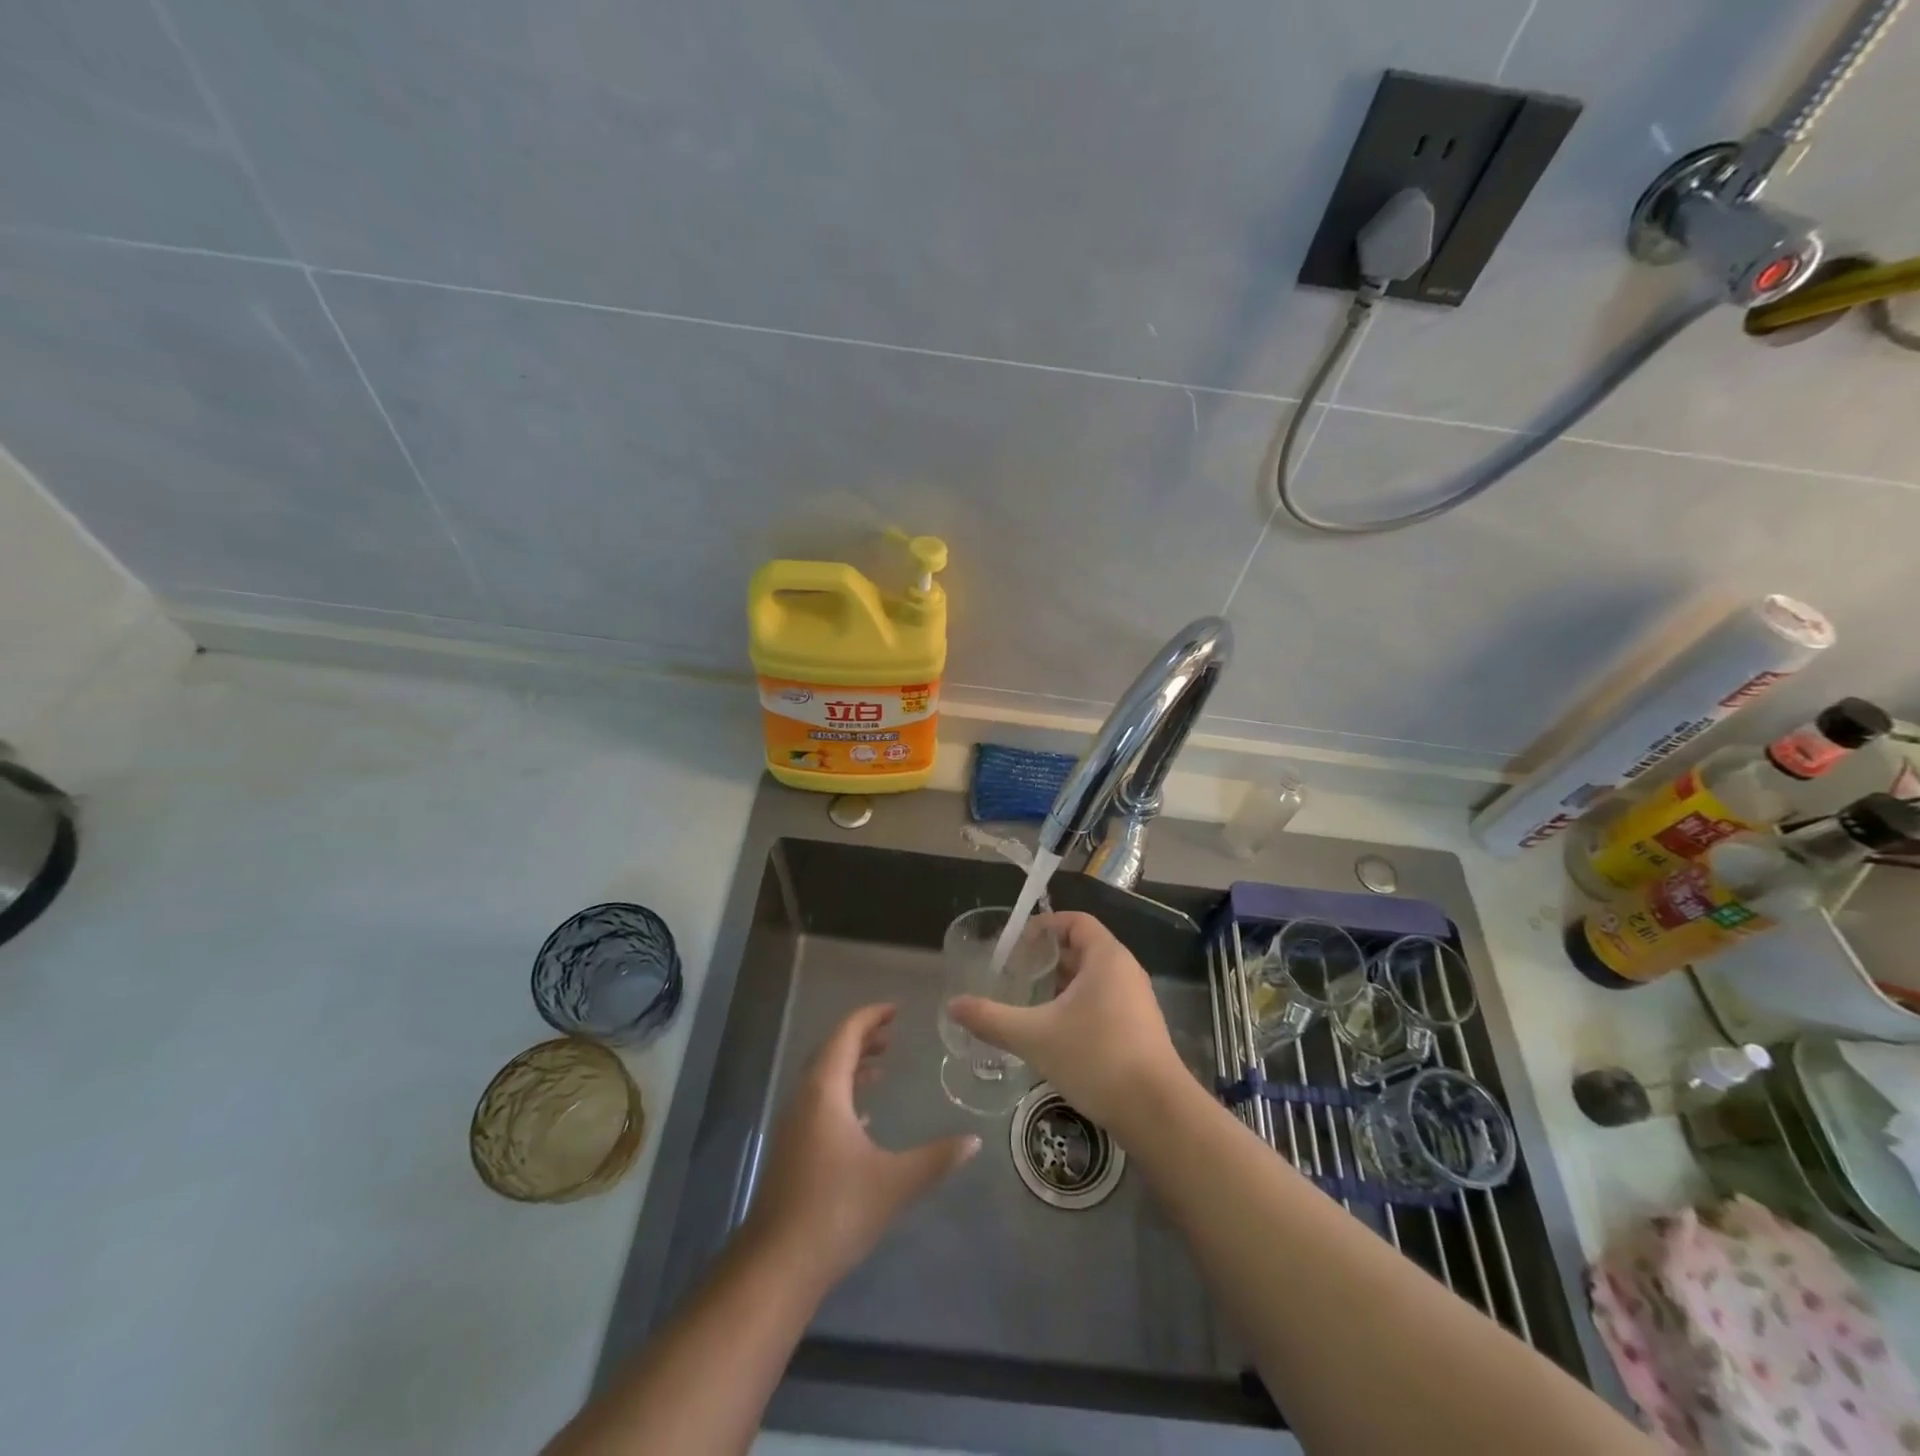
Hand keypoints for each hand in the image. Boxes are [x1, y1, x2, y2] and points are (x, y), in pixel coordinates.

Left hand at [743, 1004, 979, 1289]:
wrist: (777, 1265)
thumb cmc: (836, 1211)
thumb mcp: (895, 1182)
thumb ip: (936, 1158)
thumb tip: (973, 1141)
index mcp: (825, 1092)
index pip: (846, 1035)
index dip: (870, 1017)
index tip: (896, 1009)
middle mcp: (805, 1099)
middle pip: (833, 1051)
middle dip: (863, 1037)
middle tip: (894, 1032)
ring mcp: (795, 1125)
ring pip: (824, 1078)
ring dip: (852, 1065)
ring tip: (883, 1065)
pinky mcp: (793, 1149)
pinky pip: (820, 1102)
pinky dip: (844, 1093)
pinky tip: (865, 1114)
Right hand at [946, 910, 1187, 1134]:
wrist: (1157, 1113)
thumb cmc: (1096, 1059)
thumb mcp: (1035, 1037)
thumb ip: (991, 1019)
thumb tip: (952, 1006)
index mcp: (1106, 958)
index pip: (1075, 921)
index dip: (1044, 926)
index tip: (1016, 945)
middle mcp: (1125, 970)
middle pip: (1083, 948)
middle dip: (1048, 959)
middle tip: (1015, 974)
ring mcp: (1137, 1000)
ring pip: (1093, 978)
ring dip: (1062, 984)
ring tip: (1030, 1002)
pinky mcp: (1140, 1028)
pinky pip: (1104, 1000)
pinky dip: (1078, 1005)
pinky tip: (1056, 1032)